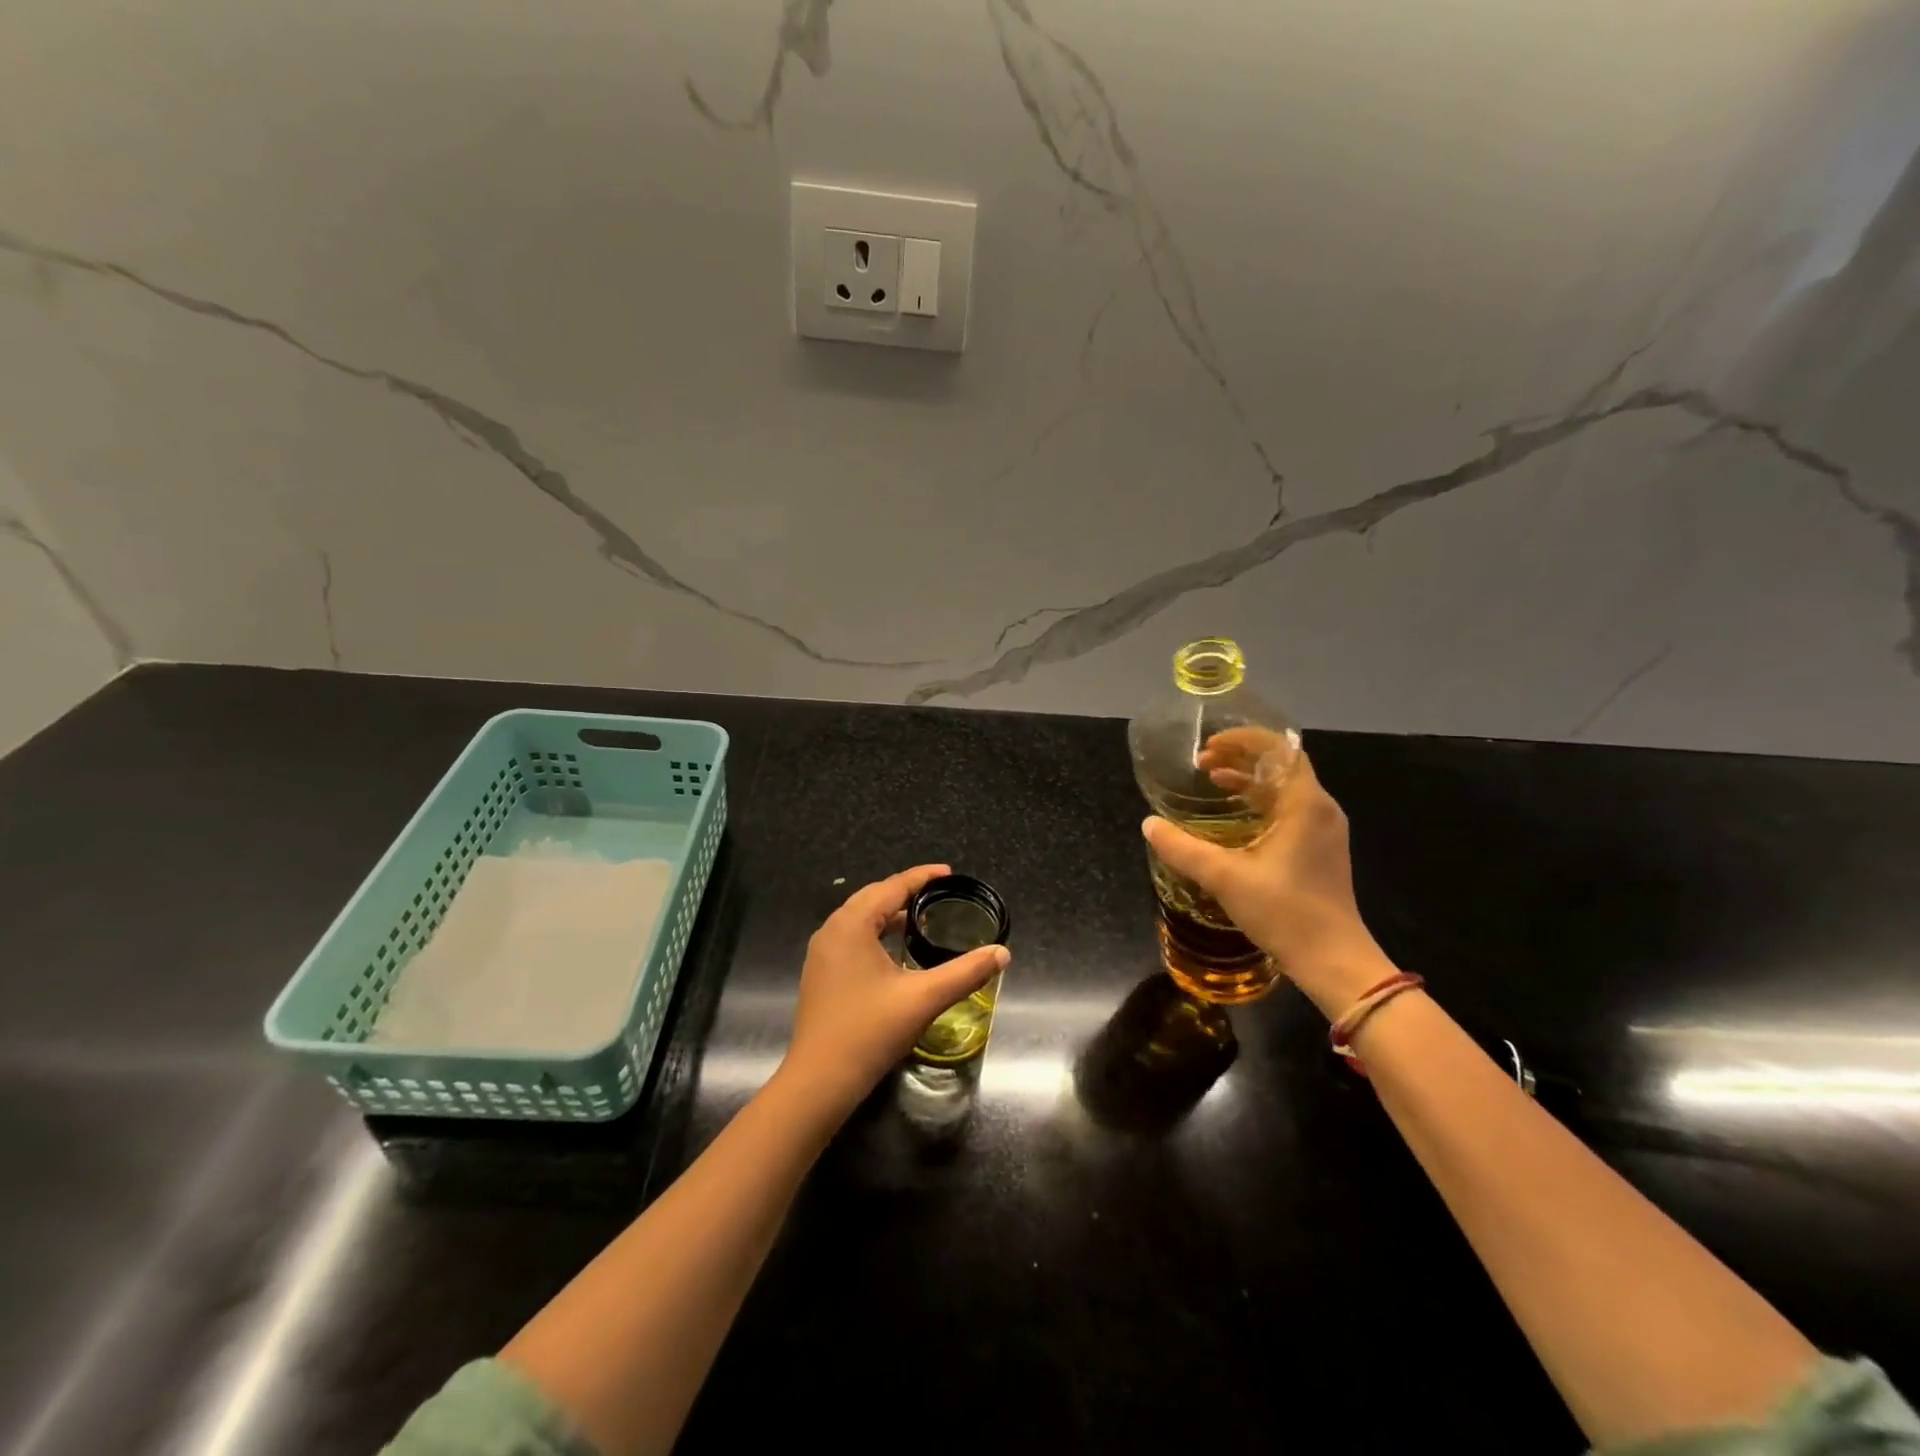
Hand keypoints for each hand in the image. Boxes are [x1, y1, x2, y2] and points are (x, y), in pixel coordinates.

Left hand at [778, 864, 1009, 1117]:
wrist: (819, 1081)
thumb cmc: (870, 1031)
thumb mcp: (924, 998)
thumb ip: (965, 972)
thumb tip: (1002, 953)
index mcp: (852, 924)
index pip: (891, 887)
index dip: (922, 877)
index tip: (949, 873)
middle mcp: (831, 930)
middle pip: (872, 897)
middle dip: (905, 891)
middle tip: (938, 893)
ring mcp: (821, 953)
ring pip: (859, 918)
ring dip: (888, 913)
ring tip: (921, 918)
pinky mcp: (820, 973)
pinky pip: (851, 937)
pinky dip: (875, 932)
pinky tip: (894, 950)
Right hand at [1142, 745, 1391, 1014]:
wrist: (1334, 962)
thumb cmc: (1286, 913)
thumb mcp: (1225, 878)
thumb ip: (1184, 849)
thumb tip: (1149, 824)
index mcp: (1305, 804)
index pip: (1280, 749)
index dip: (1243, 740)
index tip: (1209, 746)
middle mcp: (1319, 808)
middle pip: (1281, 764)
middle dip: (1240, 756)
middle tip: (1202, 762)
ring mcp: (1323, 829)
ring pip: (1284, 787)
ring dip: (1248, 778)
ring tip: (1211, 779)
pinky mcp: (1319, 848)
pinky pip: (1288, 808)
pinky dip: (1259, 801)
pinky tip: (1233, 815)